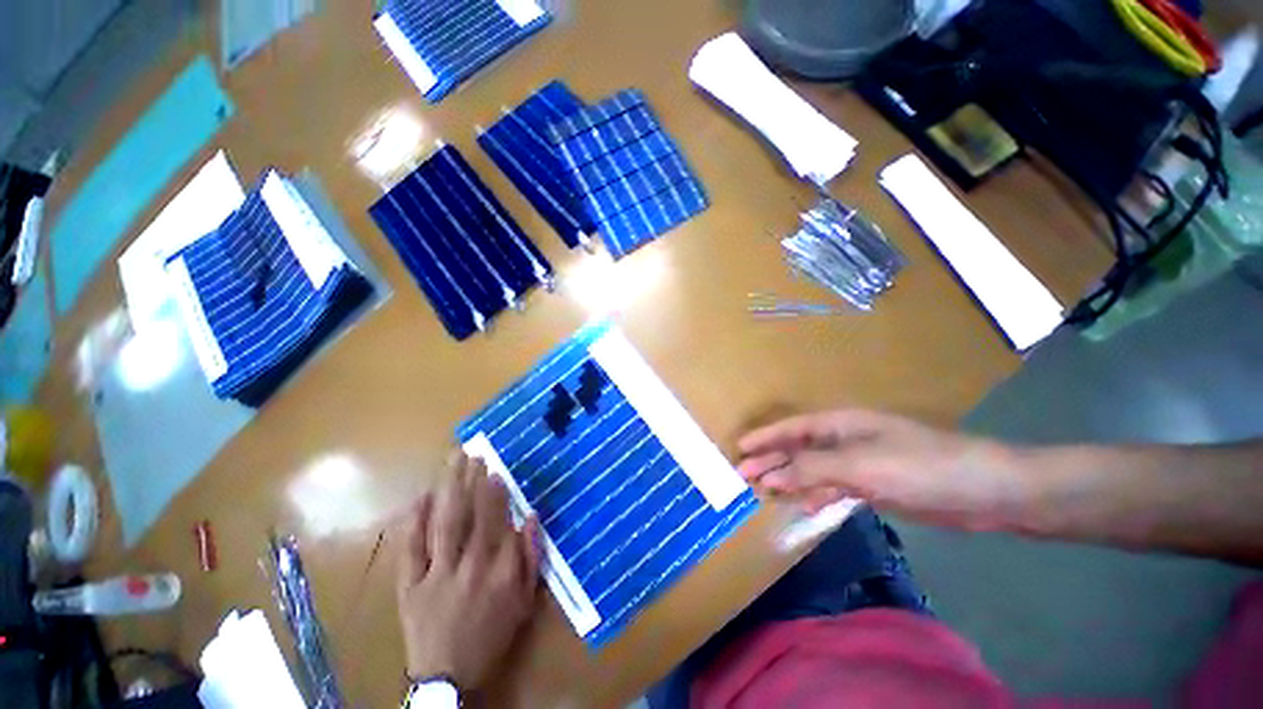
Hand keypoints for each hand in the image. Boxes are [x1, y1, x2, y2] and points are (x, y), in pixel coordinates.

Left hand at [396, 453, 540, 691]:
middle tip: (472, 454)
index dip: (496, 493)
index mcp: (498, 570)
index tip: (494, 470)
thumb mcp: (523, 601)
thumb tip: (531, 518)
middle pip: (470, 515)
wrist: (447, 676)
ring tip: (452, 462)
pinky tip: (419, 497)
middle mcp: (469, 566)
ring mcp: (436, 574)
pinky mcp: (410, 585)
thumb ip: (530, 558)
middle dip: (471, 480)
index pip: (498, 521)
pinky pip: (411, 549)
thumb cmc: (491, 634)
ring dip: (449, 489)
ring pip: (444, 523)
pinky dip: (414, 521)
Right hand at [737, 409, 1026, 530]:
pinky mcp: (875, 486)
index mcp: (841, 424)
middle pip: (799, 449)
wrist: (983, 491)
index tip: (740, 447)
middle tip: (744, 475)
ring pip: (815, 470)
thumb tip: (770, 476)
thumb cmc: (918, 466)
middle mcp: (846, 440)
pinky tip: (806, 506)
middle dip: (772, 461)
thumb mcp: (859, 466)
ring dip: (791, 480)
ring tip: (766, 492)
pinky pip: (835, 489)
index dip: (765, 437)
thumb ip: (812, 470)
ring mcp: (861, 463)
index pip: (792, 428)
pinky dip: (818, 496)